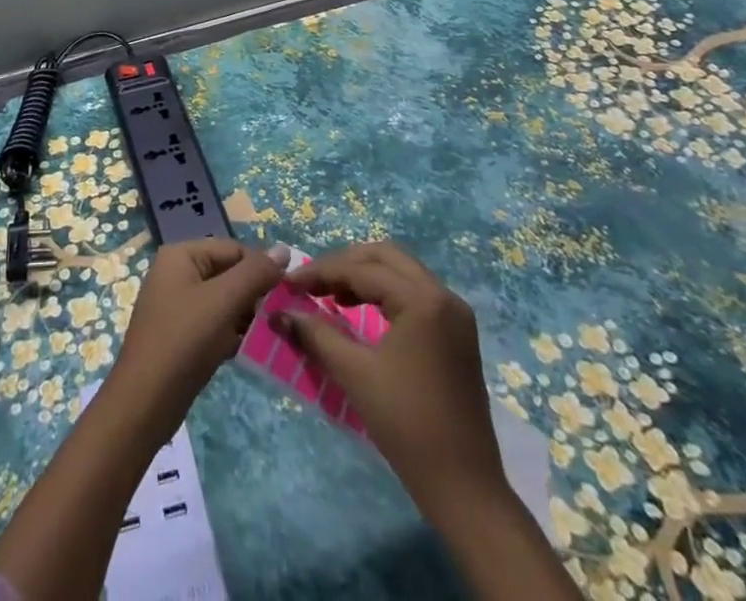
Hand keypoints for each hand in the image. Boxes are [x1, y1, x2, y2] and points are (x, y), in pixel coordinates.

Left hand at [106, 238, 287, 428]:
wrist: (145, 402)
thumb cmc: (184, 340)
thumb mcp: (223, 300)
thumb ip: (255, 273)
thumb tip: (284, 249)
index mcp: (182, 255)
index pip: (233, 249)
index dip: (261, 268)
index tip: (288, 294)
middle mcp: (178, 273)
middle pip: (228, 274)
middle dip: (256, 295)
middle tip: (282, 317)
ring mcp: (178, 306)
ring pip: (224, 302)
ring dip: (249, 317)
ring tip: (274, 334)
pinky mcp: (183, 335)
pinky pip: (216, 324)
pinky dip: (235, 334)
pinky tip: (256, 351)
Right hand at [274, 242, 508, 522]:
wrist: (465, 488)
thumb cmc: (407, 425)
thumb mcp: (355, 374)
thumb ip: (316, 334)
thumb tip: (280, 313)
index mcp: (422, 299)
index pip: (362, 269)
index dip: (320, 272)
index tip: (288, 283)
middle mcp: (443, 295)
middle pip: (385, 257)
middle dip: (344, 265)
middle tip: (312, 283)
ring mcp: (455, 313)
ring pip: (401, 272)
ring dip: (365, 276)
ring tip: (332, 296)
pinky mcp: (457, 333)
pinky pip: (414, 293)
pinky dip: (385, 293)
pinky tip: (362, 313)